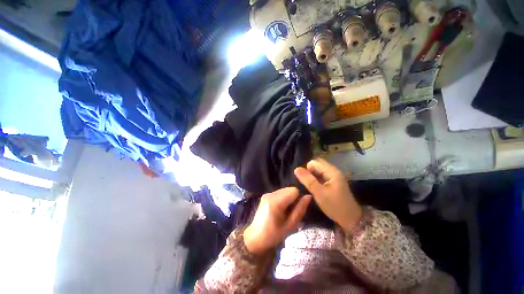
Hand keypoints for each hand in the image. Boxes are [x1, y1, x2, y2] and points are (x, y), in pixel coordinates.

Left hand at [244, 187, 311, 254]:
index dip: (298, 199)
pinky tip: (280, 209)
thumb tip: (309, 196)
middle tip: (290, 212)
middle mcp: (271, 194)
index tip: (296, 210)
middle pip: (289, 189)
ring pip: (285, 190)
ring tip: (285, 211)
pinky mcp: (266, 195)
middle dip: (293, 198)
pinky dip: (283, 198)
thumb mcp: (290, 226)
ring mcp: (267, 193)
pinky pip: (279, 192)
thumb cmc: (274, 235)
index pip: (294, 190)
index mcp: (276, 202)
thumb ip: (300, 210)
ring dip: (288, 198)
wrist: (255, 238)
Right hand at [294, 159, 361, 232]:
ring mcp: (334, 176)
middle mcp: (333, 171)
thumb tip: (296, 169)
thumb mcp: (319, 193)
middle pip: (316, 165)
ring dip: (312, 176)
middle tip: (308, 184)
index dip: (307, 169)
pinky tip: (315, 188)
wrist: (351, 219)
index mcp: (332, 171)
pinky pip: (321, 176)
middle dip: (309, 172)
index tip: (306, 181)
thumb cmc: (335, 206)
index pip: (314, 162)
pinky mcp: (333, 182)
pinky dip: (316, 180)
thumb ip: (308, 180)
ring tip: (310, 187)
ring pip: (318, 171)